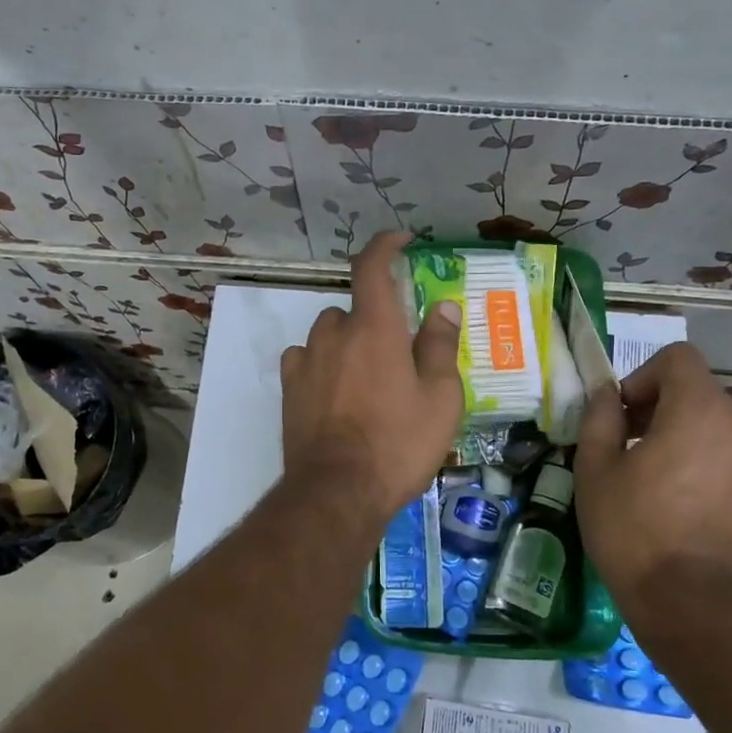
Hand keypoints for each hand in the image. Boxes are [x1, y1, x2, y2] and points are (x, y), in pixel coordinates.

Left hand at [281, 232, 463, 522]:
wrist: (337, 492)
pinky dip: (321, 364)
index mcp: (374, 328)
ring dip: (346, 343)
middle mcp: (334, 334)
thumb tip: (443, 307)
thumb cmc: (398, 443)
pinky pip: (305, 360)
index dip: (385, 244)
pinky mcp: (289, 389)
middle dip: (373, 320)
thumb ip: (439, 346)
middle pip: (352, 308)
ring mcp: (305, 361)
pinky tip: (335, 393)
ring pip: (327, 334)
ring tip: (366, 380)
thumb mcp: (440, 398)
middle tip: (396, 353)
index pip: (372, 266)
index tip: (401, 240)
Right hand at [575, 341, 731, 599]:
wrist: (694, 609)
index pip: (678, 359)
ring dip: (693, 446)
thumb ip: (600, 418)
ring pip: (724, 436)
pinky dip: (717, 478)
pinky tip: (694, 518)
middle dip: (665, 413)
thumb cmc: (633, 530)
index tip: (624, 415)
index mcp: (700, 412)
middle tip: (634, 452)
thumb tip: (606, 394)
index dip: (644, 376)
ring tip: (665, 490)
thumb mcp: (595, 470)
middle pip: (702, 397)